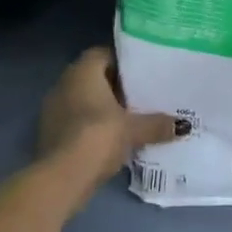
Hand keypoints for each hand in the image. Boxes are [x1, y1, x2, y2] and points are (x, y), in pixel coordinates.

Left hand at [38, 47, 183, 198]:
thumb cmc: (98, 136)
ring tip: (129, 118)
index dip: (123, 62)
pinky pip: (76, 120)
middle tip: (141, 96)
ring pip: (84, 100)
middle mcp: (64, 82)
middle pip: (94, 77)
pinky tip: (110, 139)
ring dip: (103, 107)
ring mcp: (53, 108)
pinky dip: (91, 125)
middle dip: (116, 86)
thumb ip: (156, 124)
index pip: (104, 54)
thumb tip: (182, 125)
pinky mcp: (49, 133)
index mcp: (83, 71)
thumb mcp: (133, 129)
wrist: (61, 177)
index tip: (142, 73)